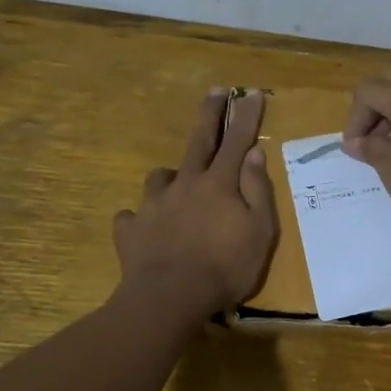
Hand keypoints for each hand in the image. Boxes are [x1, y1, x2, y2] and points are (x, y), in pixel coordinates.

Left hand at [113, 89, 277, 318]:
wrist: (169, 298)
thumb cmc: (225, 268)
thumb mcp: (259, 232)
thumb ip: (257, 191)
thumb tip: (254, 155)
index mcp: (218, 184)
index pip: (236, 141)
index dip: (246, 116)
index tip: (253, 93)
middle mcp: (184, 184)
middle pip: (198, 141)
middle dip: (209, 114)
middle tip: (216, 91)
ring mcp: (153, 205)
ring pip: (161, 177)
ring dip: (171, 176)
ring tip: (177, 186)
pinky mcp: (130, 229)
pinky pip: (133, 216)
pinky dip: (140, 218)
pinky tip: (144, 228)